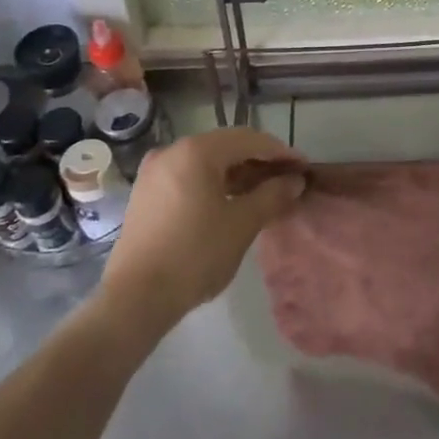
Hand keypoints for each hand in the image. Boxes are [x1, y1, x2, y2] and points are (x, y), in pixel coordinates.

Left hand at [98, 128, 305, 333]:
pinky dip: (214, 183)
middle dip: (259, 161)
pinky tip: (230, 202)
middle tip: (286, 180)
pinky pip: (189, 175)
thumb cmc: (194, 255)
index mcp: (197, 150)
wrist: (135, 298)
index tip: (303, 167)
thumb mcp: (242, 224)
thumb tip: (295, 181)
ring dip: (237, 173)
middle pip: (226, 146)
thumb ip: (272, 196)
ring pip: (207, 161)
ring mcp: (155, 171)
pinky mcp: (146, 192)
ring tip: (263, 193)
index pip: (249, 140)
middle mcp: (173, 150)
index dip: (280, 152)